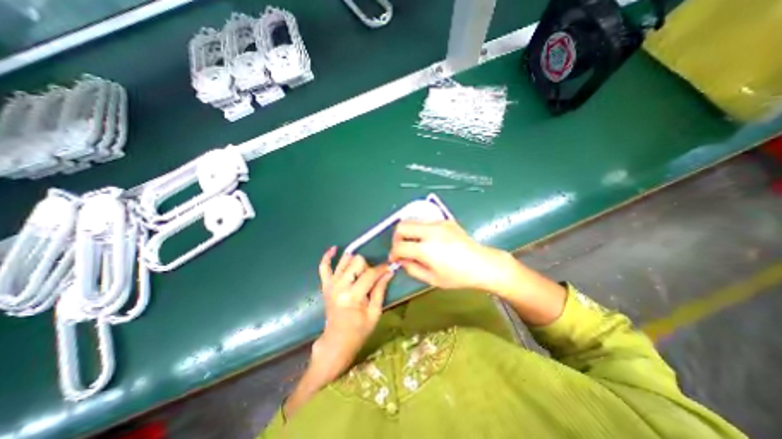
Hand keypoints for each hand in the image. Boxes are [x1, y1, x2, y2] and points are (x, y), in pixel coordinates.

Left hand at [312, 247, 394, 380]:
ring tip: (361, 270)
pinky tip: (334, 249)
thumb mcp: (374, 313)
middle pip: (357, 262)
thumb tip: (389, 271)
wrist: (336, 342)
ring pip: (345, 260)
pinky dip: (328, 256)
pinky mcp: (325, 285)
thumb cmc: (358, 331)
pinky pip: (323, 266)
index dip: (382, 269)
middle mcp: (340, 286)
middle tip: (371, 279)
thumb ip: (380, 290)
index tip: (389, 267)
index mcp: (353, 296)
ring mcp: (330, 284)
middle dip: (368, 267)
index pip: (370, 273)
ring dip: (355, 262)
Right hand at [392, 220, 569, 325]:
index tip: (395, 260)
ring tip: (413, 243)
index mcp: (426, 249)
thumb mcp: (432, 279)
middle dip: (396, 238)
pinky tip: (428, 240)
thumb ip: (412, 269)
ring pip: (412, 220)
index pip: (399, 247)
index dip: (393, 254)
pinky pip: (425, 221)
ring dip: (408, 232)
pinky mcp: (446, 220)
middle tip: (401, 248)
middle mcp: (430, 232)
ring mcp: (438, 223)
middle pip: (402, 226)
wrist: (483, 264)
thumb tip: (402, 260)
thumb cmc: (458, 276)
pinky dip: (420, 229)